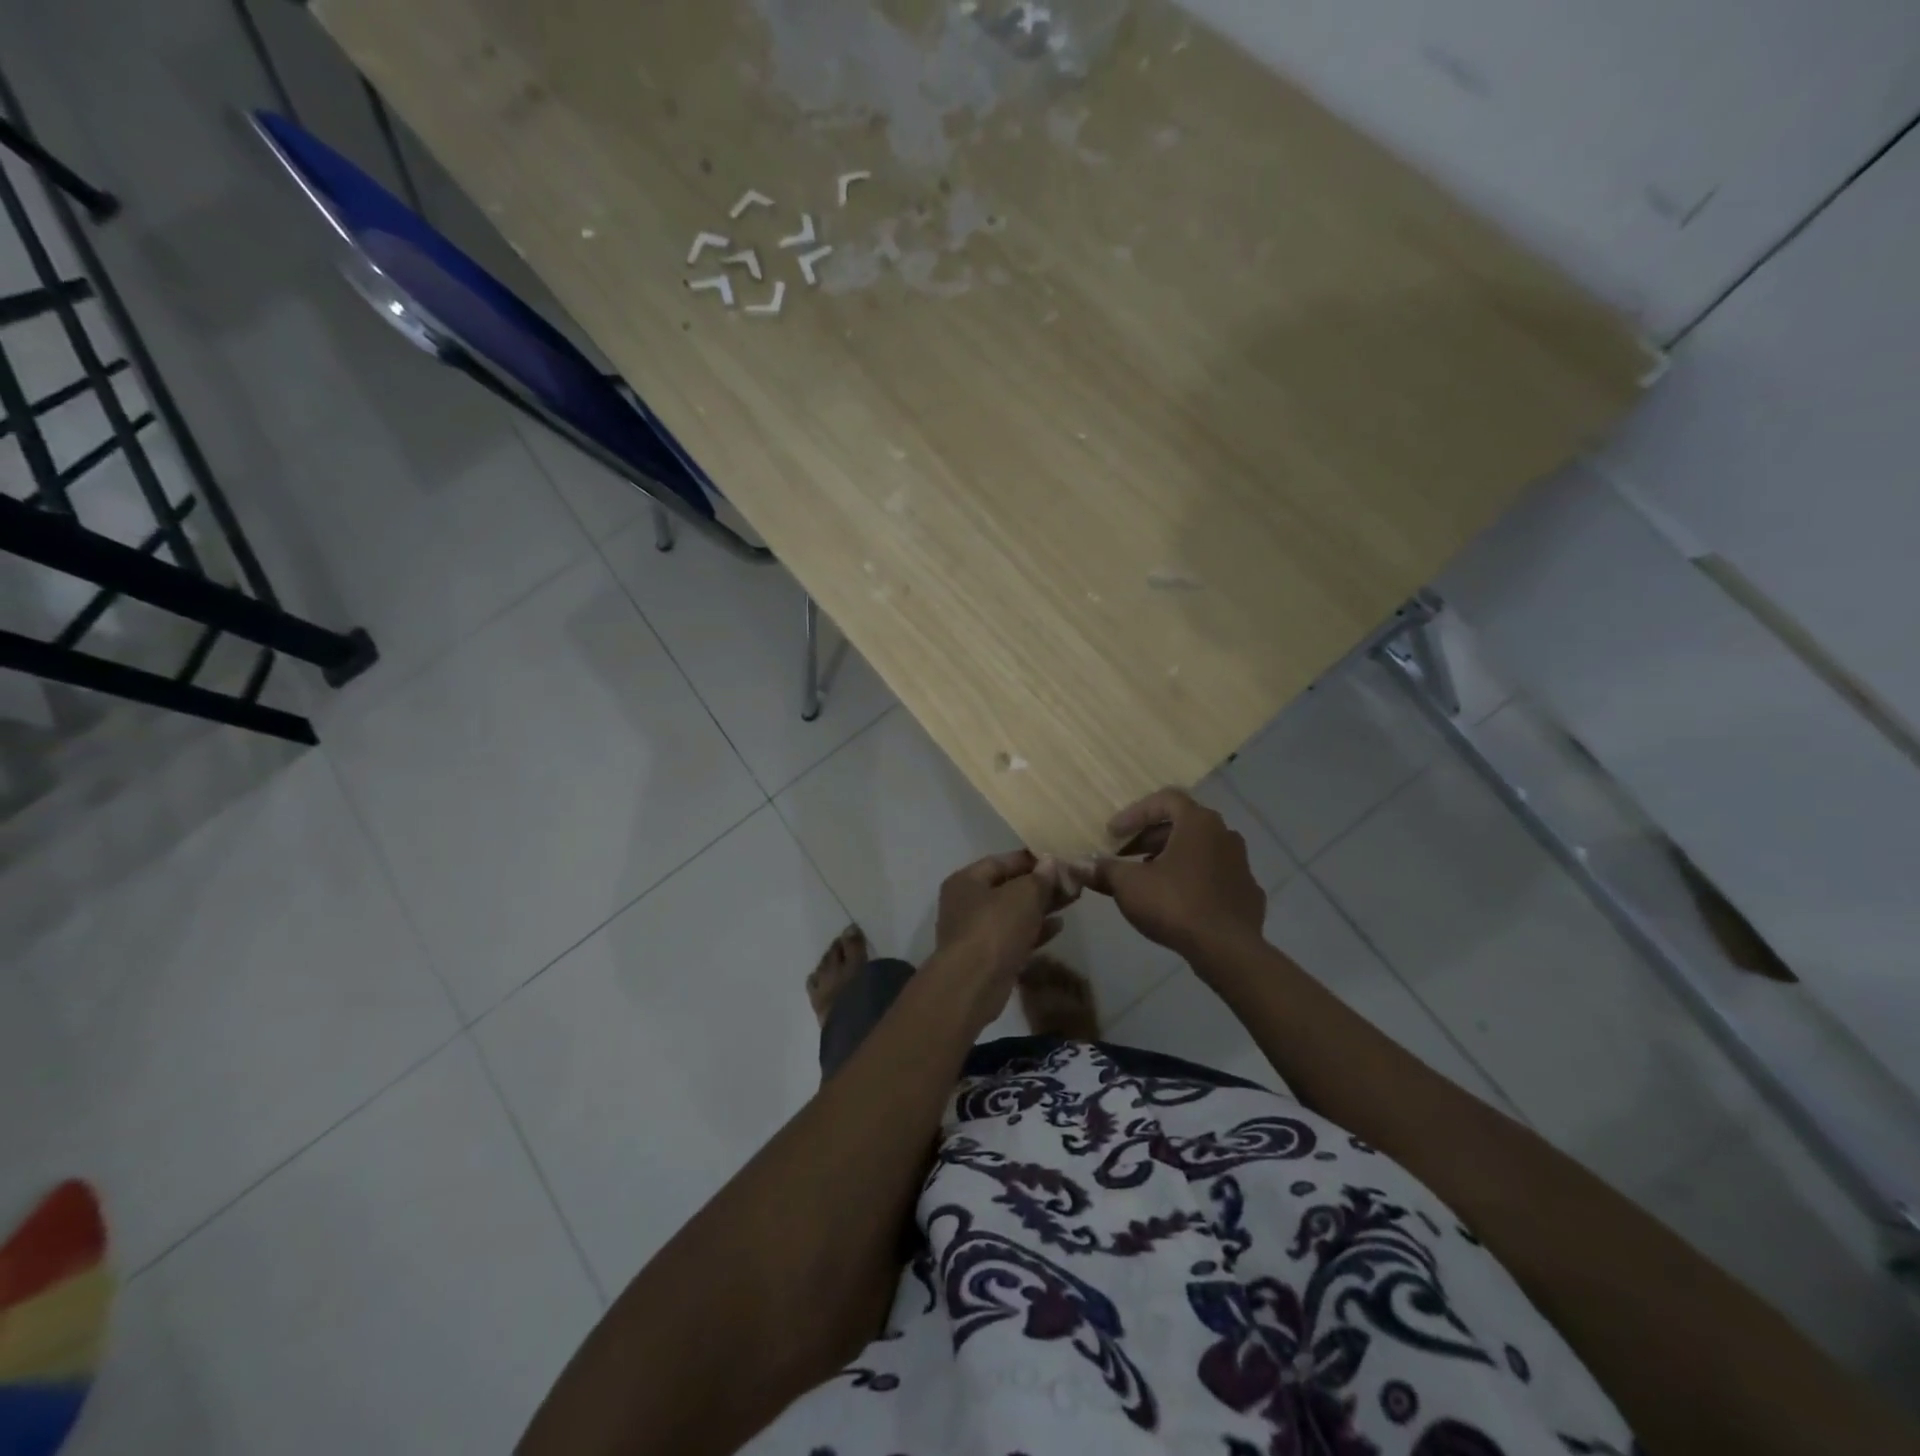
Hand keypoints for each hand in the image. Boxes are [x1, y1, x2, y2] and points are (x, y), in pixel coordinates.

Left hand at [933, 851, 1074, 1028]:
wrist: (973, 984)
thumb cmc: (994, 928)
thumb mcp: (1023, 895)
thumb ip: (1040, 878)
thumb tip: (1050, 862)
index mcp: (967, 880)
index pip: (1001, 861)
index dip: (1031, 860)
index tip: (1059, 861)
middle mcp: (966, 903)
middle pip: (1008, 887)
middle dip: (1040, 885)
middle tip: (1071, 883)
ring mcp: (976, 932)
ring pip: (1013, 913)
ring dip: (1040, 908)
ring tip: (1070, 901)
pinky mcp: (988, 957)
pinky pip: (1014, 936)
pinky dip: (1035, 930)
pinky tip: (1059, 927)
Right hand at [1089, 788, 1265, 958]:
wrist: (1227, 950)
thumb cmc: (1175, 904)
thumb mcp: (1128, 885)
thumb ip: (1103, 870)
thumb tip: (1077, 865)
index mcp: (1198, 823)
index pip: (1165, 800)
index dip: (1134, 813)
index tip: (1112, 834)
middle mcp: (1224, 835)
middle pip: (1182, 825)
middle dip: (1149, 838)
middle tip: (1125, 856)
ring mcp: (1241, 864)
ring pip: (1200, 851)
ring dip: (1171, 858)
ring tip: (1147, 880)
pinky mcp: (1247, 893)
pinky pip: (1215, 878)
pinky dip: (1193, 882)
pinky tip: (1176, 903)